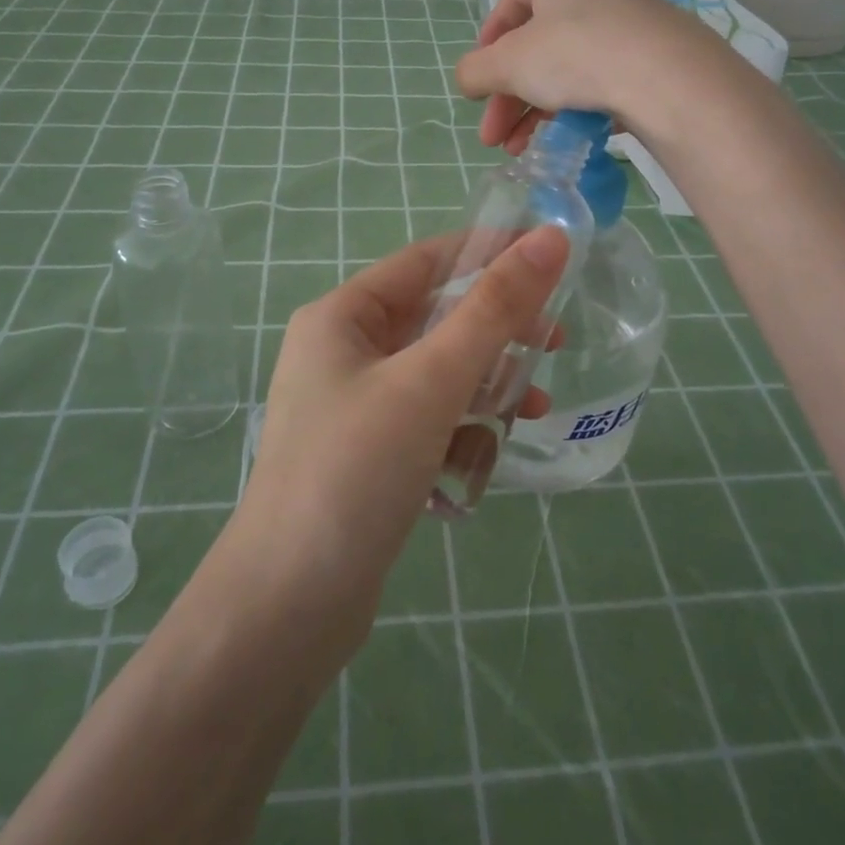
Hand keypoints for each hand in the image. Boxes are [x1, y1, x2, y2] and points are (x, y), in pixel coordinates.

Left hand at [231, 228, 570, 632]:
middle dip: (494, 330)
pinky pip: (427, 420)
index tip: (551, 256)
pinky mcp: (366, 456)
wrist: (289, 605)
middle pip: (433, 319)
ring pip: (435, 374)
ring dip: (485, 384)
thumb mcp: (431, 381)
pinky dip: (461, 427)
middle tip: (554, 341)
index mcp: (340, 317)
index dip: (488, 252)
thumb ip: (493, 309)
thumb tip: (550, 239)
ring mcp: (352, 408)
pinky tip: (489, 454)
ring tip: (533, 407)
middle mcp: (341, 353)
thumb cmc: (356, 470)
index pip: (424, 261)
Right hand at [455, 0, 734, 153]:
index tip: (478, 85)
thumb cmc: (576, 55)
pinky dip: (575, 110)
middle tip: (493, 138)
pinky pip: (602, 81)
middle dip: (508, 97)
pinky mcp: (653, 58)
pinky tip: (564, 141)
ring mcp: (629, 24)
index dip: (487, 47)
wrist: (669, 79)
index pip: (510, 5)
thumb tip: (467, 79)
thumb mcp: (509, 64)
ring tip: (521, 150)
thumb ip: (476, 71)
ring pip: (567, 69)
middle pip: (536, 47)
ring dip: (535, 112)